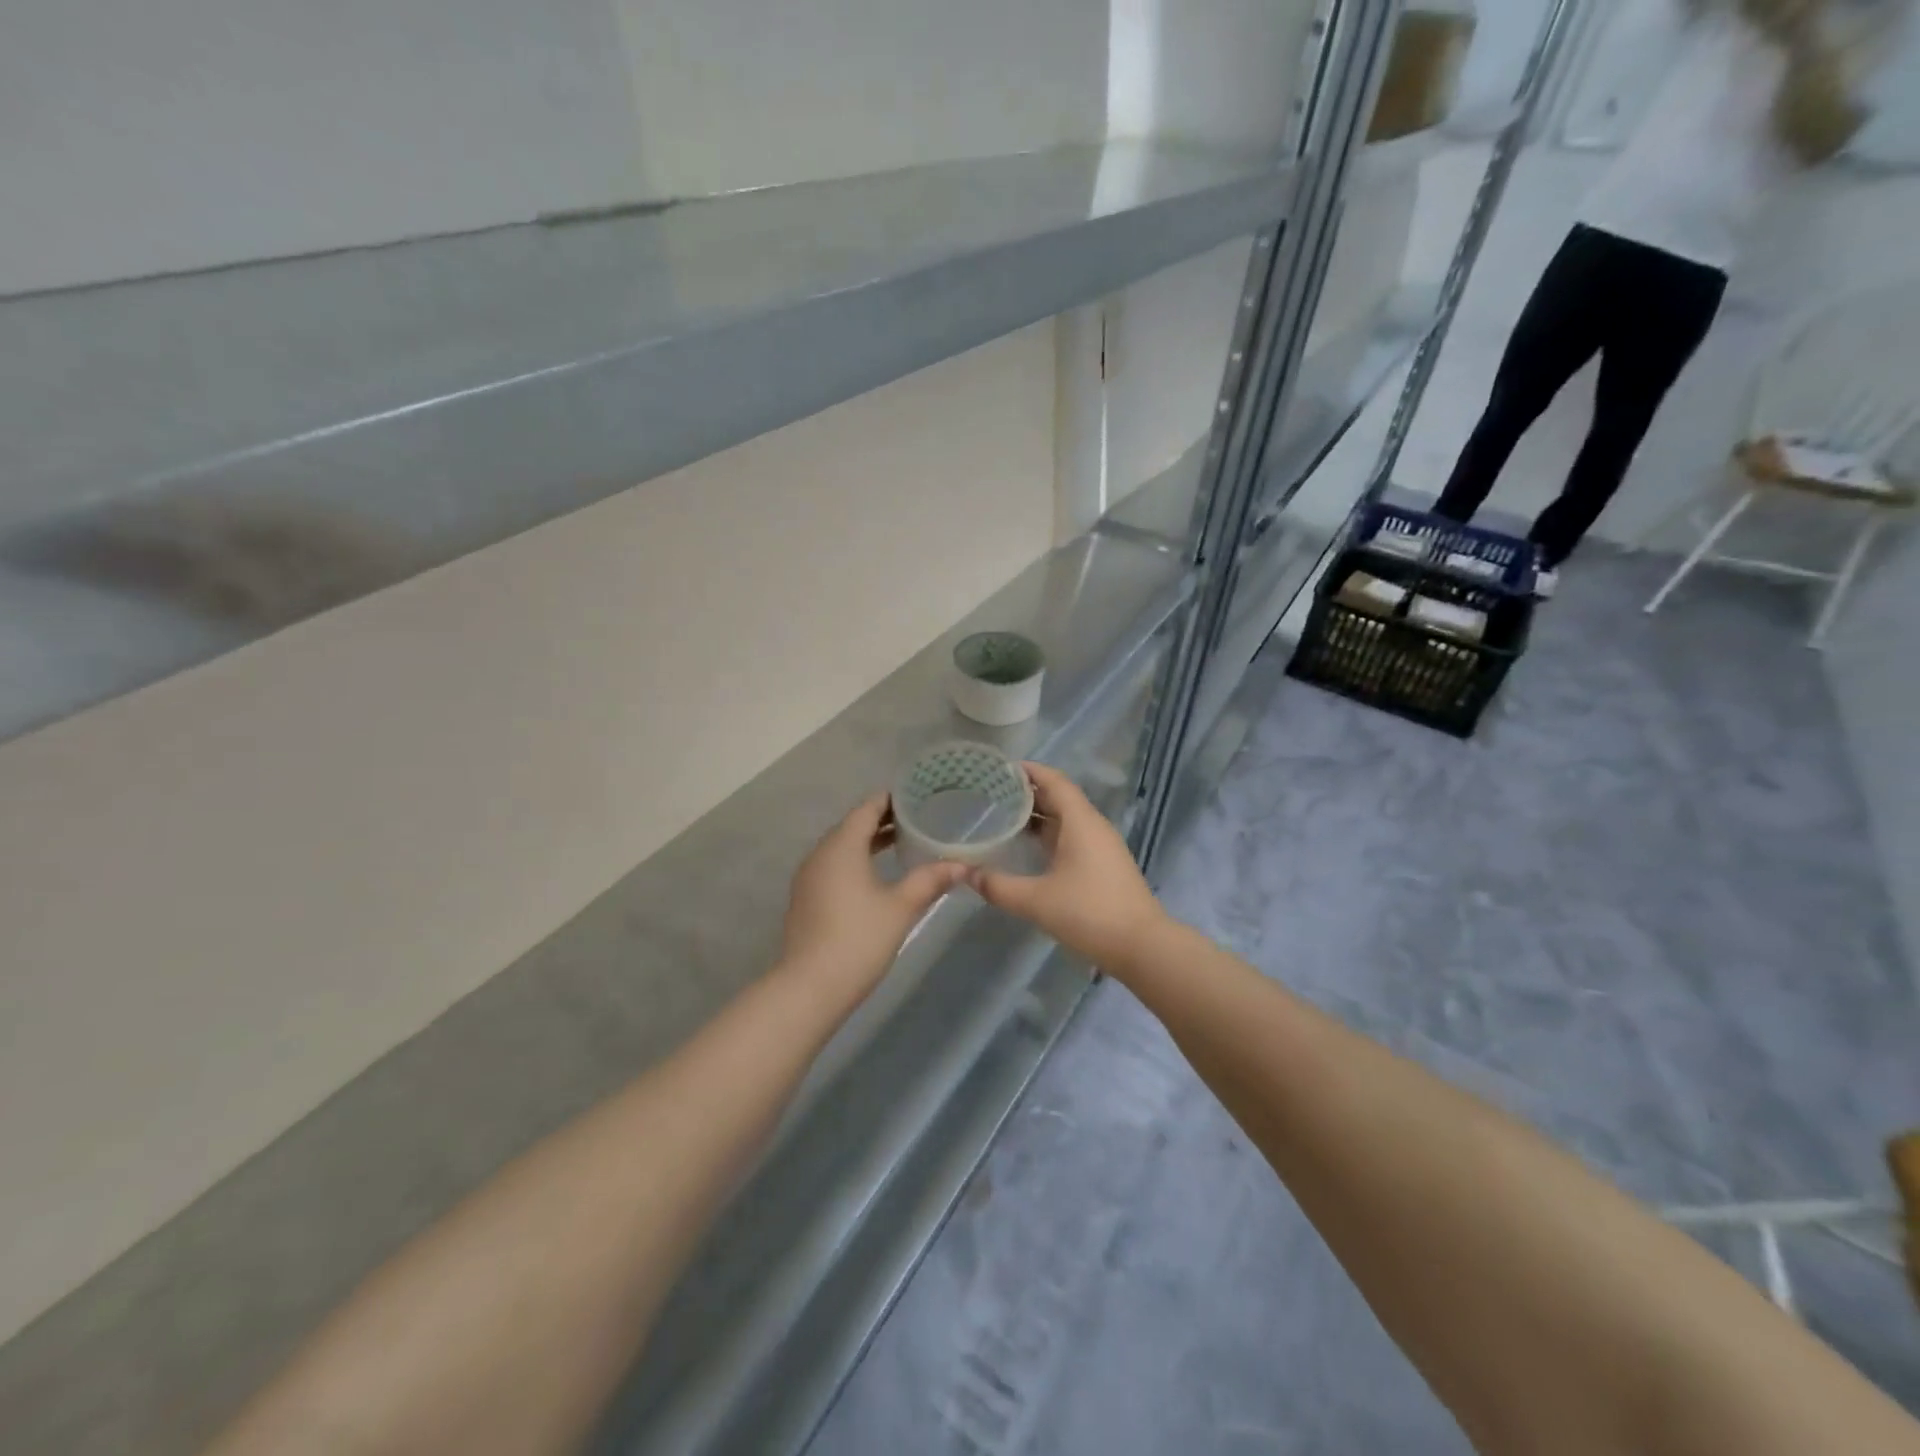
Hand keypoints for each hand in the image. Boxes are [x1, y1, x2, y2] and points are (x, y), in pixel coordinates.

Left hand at [781, 793, 964, 1001]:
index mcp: (842, 846)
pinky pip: (833, 866)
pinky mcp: (806, 899)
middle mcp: (820, 854)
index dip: (890, 800)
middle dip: (882, 821)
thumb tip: (962, 865)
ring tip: (900, 844)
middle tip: (916, 819)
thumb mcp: (901, 907)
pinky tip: (875, 876)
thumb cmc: (859, 938)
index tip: (915, 796)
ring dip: (868, 842)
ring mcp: (809, 877)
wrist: (810, 986)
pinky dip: (855, 861)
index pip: (866, 809)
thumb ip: (930, 880)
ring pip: (841, 847)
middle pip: (852, 826)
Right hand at [967, 762, 1169, 968]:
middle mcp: (1093, 826)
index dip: (1028, 771)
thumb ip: (998, 886)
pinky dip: (1048, 835)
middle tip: (990, 793)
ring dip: (1037, 815)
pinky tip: (1027, 848)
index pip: (1054, 781)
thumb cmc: (1089, 913)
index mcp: (1081, 822)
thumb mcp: (1036, 901)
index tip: (998, 769)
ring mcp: (1101, 846)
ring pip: (1065, 819)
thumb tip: (965, 874)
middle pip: (1059, 797)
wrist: (1142, 947)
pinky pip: (1072, 837)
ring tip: (1002, 817)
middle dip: (1026, 793)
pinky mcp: (1103, 865)